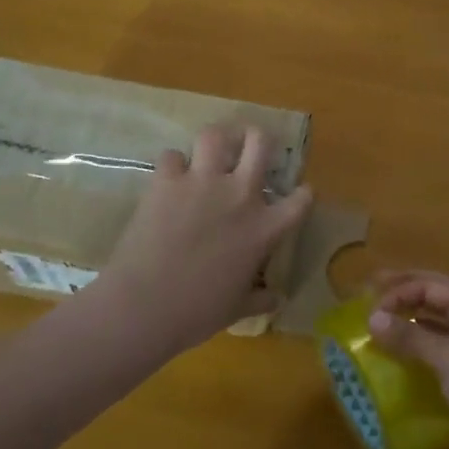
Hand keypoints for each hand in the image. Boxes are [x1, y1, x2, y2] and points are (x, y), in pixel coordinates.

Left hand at [87, 124, 313, 358]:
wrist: (145, 305)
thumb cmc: (198, 312)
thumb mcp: (237, 309)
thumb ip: (260, 299)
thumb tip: (276, 300)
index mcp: (264, 228)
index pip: (300, 200)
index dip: (303, 193)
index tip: (300, 193)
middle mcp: (239, 195)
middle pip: (260, 143)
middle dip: (259, 138)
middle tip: (251, 146)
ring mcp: (202, 182)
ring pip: (215, 135)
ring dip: (215, 141)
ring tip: (211, 150)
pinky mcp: (166, 181)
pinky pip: (171, 156)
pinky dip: (172, 164)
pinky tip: (169, 176)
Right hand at [366, 271, 448, 448]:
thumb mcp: (444, 356)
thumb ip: (409, 336)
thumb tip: (372, 319)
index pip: (431, 285)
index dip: (401, 290)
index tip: (373, 305)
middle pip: (434, 299)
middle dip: (405, 293)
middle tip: (373, 291)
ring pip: (435, 327)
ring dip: (410, 322)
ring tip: (382, 326)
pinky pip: (436, 355)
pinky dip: (416, 351)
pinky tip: (399, 361)